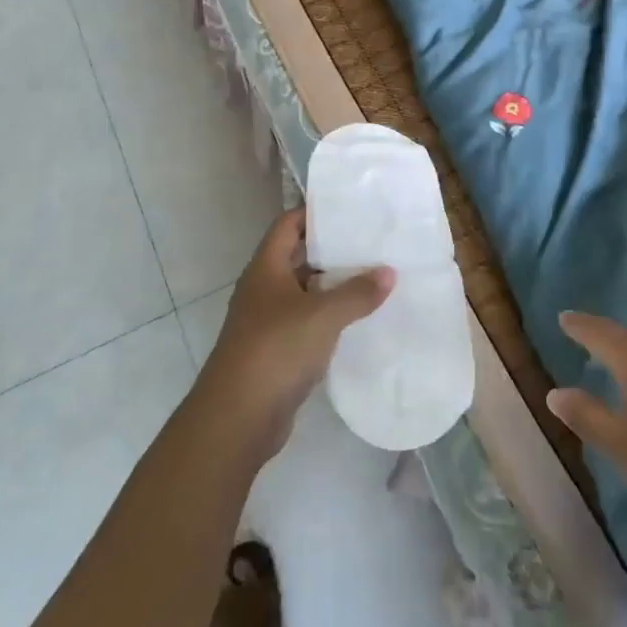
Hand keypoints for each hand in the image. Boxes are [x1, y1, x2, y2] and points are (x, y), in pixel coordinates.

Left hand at [199, 209, 393, 462]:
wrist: (238, 417)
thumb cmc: (276, 349)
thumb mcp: (322, 315)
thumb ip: (357, 293)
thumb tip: (389, 272)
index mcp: (266, 268)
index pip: (287, 224)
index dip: (313, 212)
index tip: (348, 209)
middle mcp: (263, 288)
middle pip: (298, 257)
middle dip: (331, 251)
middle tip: (371, 243)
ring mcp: (267, 321)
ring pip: (304, 292)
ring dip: (333, 287)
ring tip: (374, 278)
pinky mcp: (276, 351)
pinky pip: (306, 323)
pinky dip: (329, 318)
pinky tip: (358, 321)